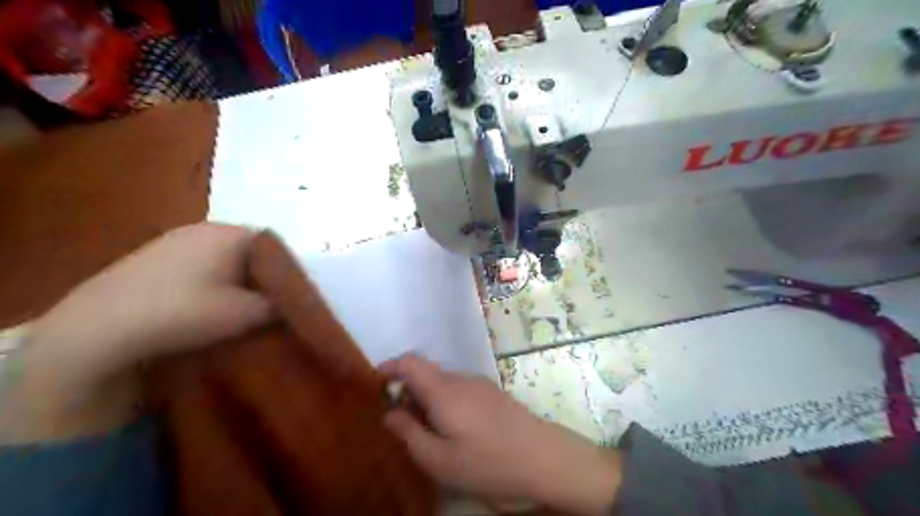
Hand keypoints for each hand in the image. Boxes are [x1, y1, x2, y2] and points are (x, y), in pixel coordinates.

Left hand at [1, 224, 271, 443]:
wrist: (97, 330)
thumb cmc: (183, 313)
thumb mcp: (247, 314)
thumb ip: (281, 303)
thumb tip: (295, 301)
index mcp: (230, 234)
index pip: (277, 245)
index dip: (290, 270)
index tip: (294, 294)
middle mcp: (204, 229)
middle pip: (252, 251)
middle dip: (265, 276)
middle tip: (273, 304)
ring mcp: (175, 241)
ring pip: (227, 258)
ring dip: (239, 280)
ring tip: (242, 308)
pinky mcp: (154, 258)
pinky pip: (202, 265)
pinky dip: (214, 282)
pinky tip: (208, 305)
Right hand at [377, 355, 621, 515]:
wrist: (543, 458)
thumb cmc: (487, 462)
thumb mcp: (439, 459)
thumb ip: (409, 432)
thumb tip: (389, 412)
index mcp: (443, 390)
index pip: (410, 362)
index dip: (390, 367)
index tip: (377, 384)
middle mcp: (460, 378)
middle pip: (426, 372)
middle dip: (407, 389)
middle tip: (399, 420)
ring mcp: (479, 383)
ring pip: (443, 381)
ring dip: (427, 397)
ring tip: (425, 429)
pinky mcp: (491, 392)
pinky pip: (459, 388)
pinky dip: (444, 400)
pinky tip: (452, 428)